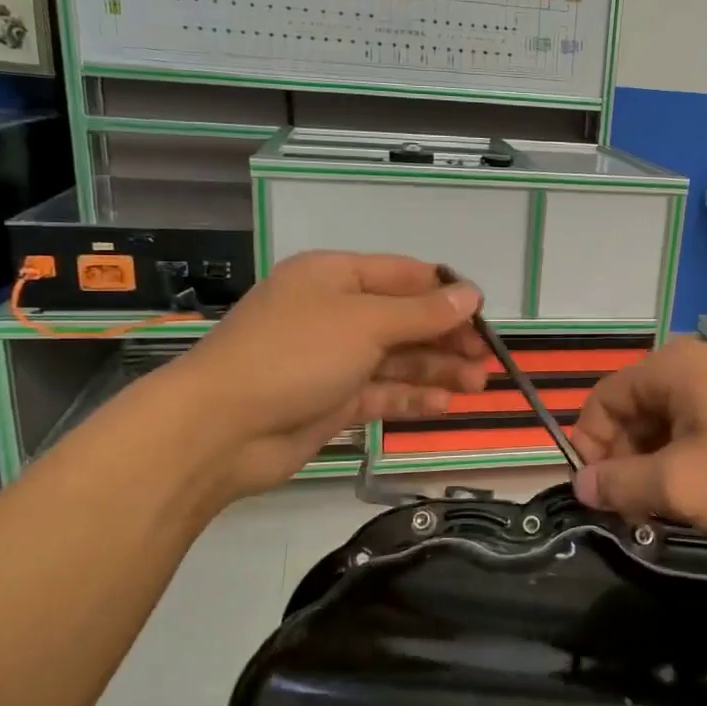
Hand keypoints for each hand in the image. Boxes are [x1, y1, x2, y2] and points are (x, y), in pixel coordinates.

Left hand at [159, 251, 488, 497]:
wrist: (220, 429)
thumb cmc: (294, 354)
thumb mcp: (364, 323)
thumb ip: (422, 312)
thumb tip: (471, 294)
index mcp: (336, 277)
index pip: (404, 276)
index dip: (446, 293)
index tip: (485, 314)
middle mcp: (336, 313)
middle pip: (405, 319)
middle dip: (446, 337)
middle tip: (486, 359)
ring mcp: (334, 359)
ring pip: (397, 358)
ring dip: (437, 369)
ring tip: (476, 384)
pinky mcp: (333, 400)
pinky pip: (382, 392)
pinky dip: (413, 396)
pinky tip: (444, 405)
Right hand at [570, 339, 706, 547]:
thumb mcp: (685, 485)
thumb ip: (623, 484)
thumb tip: (581, 483)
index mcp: (670, 370)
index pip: (600, 403)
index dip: (591, 451)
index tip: (608, 499)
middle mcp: (693, 368)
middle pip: (633, 416)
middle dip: (628, 467)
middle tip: (644, 517)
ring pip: (668, 430)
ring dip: (661, 473)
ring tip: (680, 515)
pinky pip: (701, 434)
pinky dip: (693, 467)